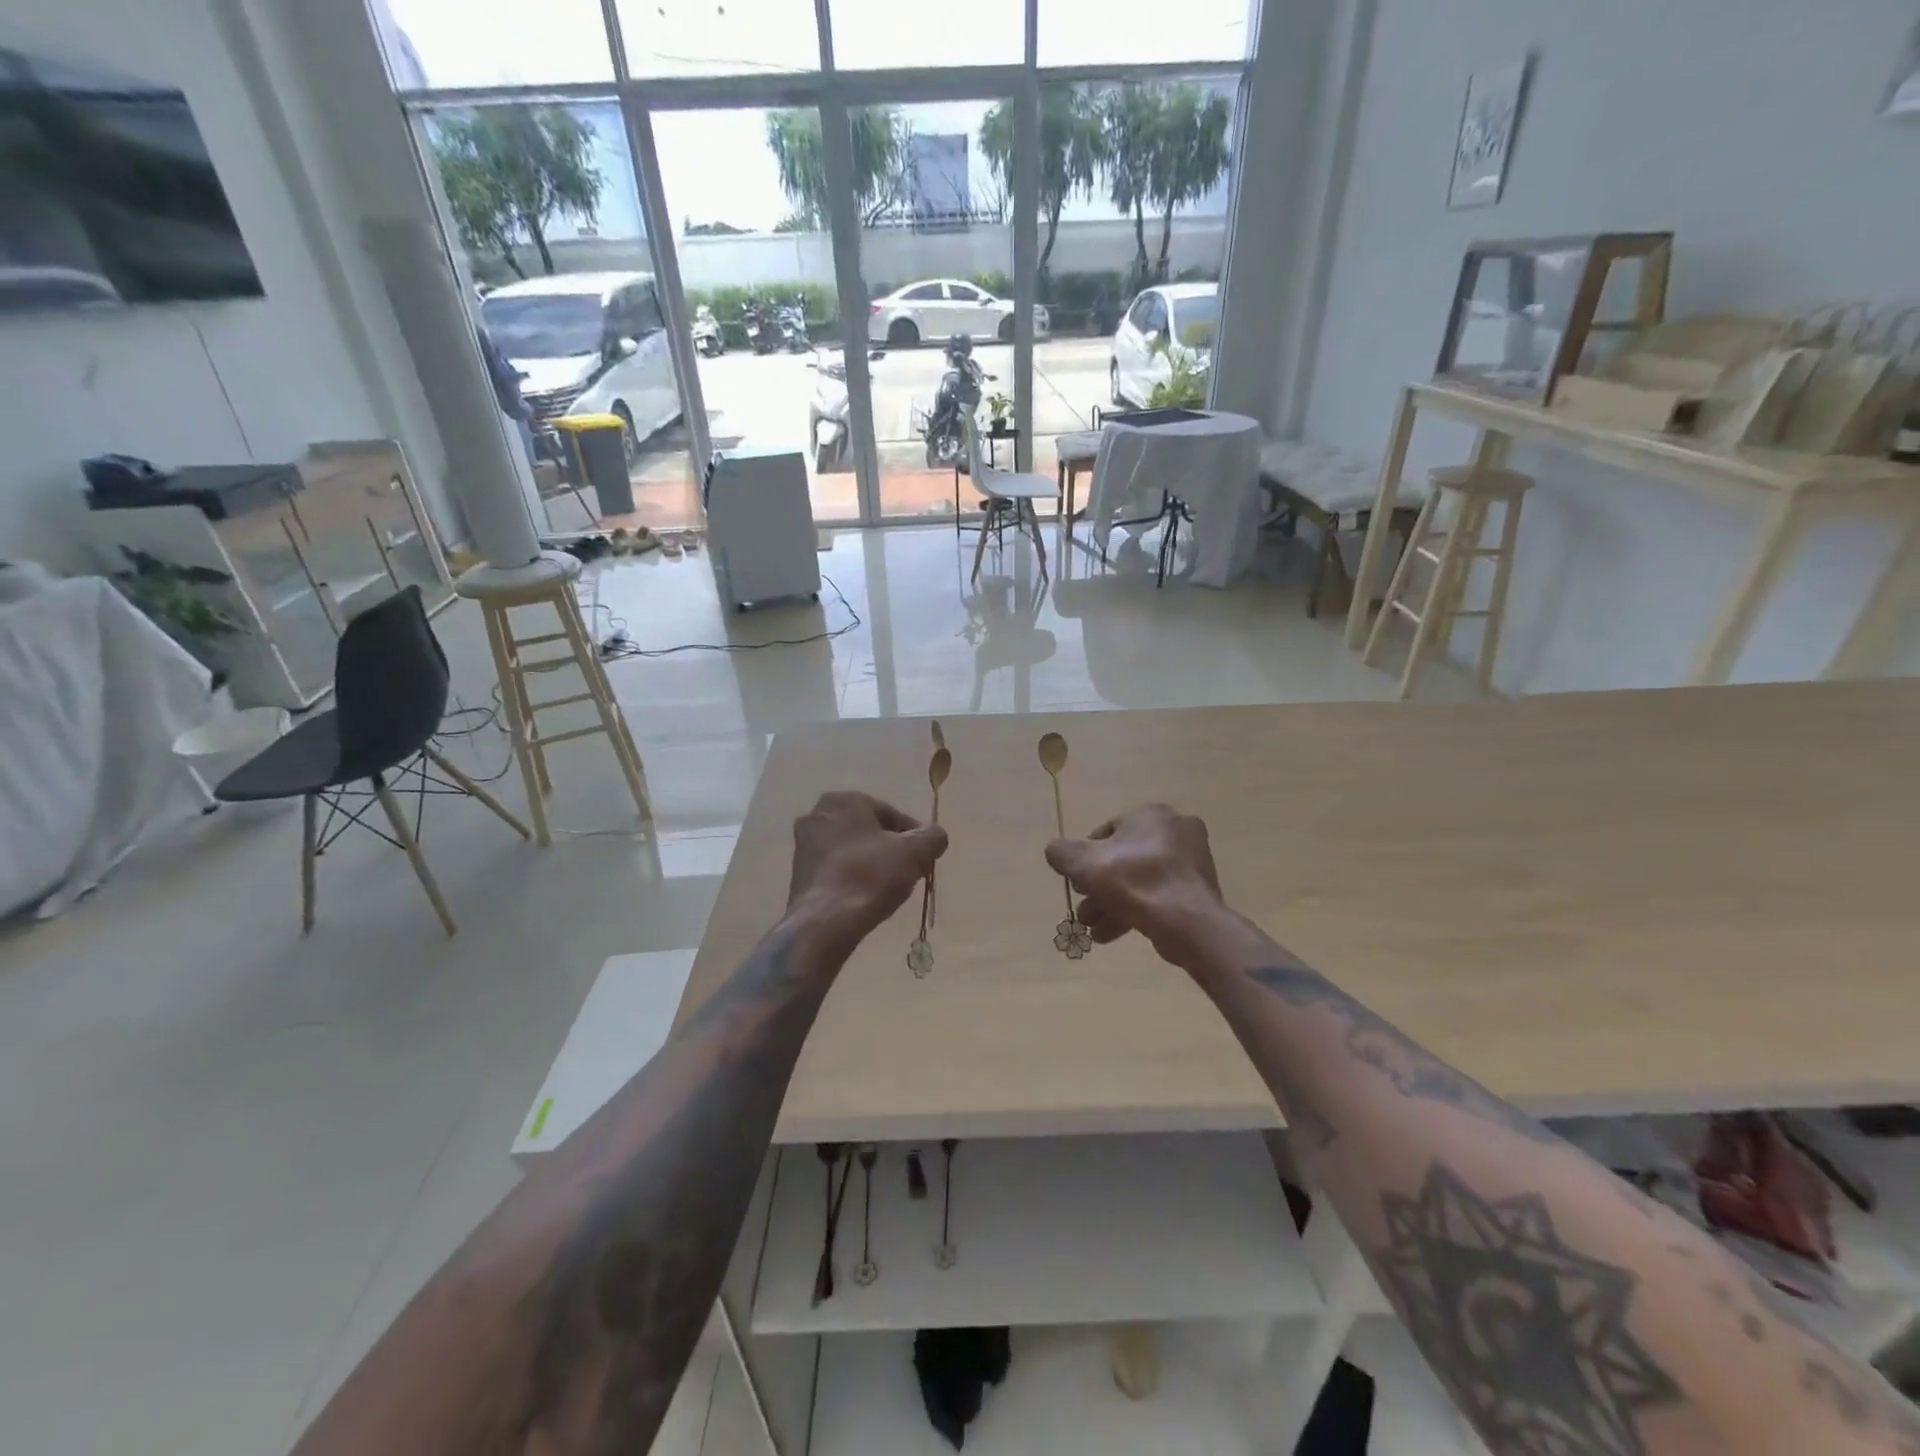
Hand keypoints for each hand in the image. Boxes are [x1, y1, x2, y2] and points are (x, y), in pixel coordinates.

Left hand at [788, 792, 947, 951]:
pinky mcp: (798, 874)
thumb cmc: (871, 876)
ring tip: (889, 888)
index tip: (924, 858)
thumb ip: (932, 837)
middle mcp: (818, 814)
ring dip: (872, 864)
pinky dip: (852, 878)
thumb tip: (937, 836)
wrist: (825, 921)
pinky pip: (836, 869)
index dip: (913, 836)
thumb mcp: (914, 852)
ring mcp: (803, 845)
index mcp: (844, 800)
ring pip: (851, 850)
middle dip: (890, 848)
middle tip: (909, 872)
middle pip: (869, 830)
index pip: (891, 814)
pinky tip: (866, 897)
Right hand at [1045, 803, 1228, 964]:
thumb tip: (1055, 851)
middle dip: (1098, 888)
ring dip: (1112, 904)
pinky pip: (1158, 896)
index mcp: (1151, 814)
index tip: (1077, 883)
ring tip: (1094, 930)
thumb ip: (1062, 853)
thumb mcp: (1084, 863)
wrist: (1188, 922)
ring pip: (1139, 881)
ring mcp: (1191, 861)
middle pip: (1123, 860)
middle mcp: (1175, 830)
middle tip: (1084, 911)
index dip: (1086, 859)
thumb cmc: (1134, 882)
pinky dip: (1135, 911)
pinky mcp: (1198, 890)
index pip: (1107, 832)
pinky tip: (1113, 935)